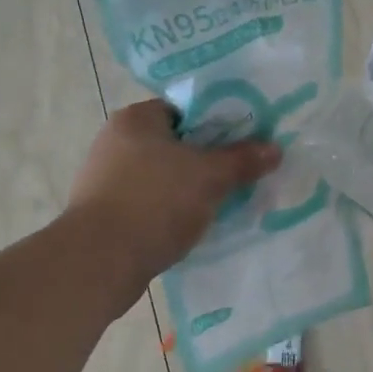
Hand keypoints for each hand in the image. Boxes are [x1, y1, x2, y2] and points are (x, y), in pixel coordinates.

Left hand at [67, 99, 281, 281]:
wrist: (98, 262)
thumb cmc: (155, 202)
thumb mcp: (210, 177)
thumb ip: (242, 159)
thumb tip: (274, 148)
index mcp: (136, 119)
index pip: (184, 109)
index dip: (217, 123)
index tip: (243, 142)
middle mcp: (115, 141)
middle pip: (175, 143)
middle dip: (207, 159)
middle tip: (239, 173)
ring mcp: (105, 178)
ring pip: (163, 176)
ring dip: (189, 188)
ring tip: (222, 202)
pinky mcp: (104, 213)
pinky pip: (149, 203)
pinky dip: (170, 211)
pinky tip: (192, 226)